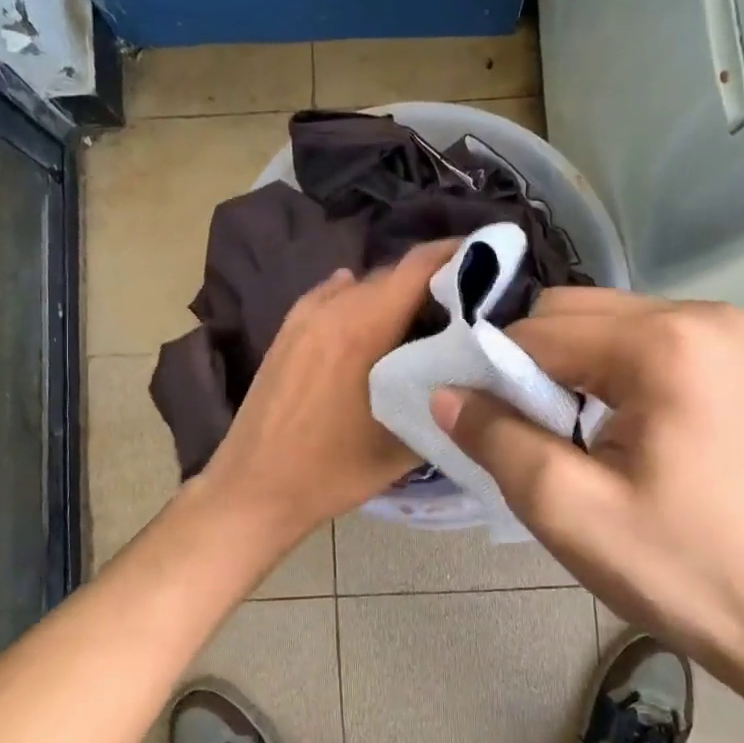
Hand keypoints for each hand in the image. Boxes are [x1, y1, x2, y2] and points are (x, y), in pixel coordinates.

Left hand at [197, 240, 459, 547]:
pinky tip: (370, 320)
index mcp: (363, 326)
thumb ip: (441, 397)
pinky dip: (357, 300)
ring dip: (393, 293)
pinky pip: (330, 298)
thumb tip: (470, 369)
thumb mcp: (404, 443)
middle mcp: (332, 308)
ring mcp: (302, 318)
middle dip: (431, 279)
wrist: (255, 488)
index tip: (488, 259)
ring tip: (422, 316)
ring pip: (360, 286)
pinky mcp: (285, 333)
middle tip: (465, 302)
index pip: (418, 266)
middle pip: (391, 275)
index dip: (456, 254)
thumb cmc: (334, 470)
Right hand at [431, 289, 743, 687]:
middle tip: (523, 437)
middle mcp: (701, 316)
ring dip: (565, 373)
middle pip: (571, 314)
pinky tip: (608, 433)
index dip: (490, 373)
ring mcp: (725, 336)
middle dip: (529, 368)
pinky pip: (639, 347)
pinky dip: (603, 378)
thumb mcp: (567, 511)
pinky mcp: (733, 363)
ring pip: (602, 328)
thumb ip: (495, 438)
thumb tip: (444, 392)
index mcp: (665, 343)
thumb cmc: (683, 570)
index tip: (473, 425)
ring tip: (565, 441)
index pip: (537, 331)